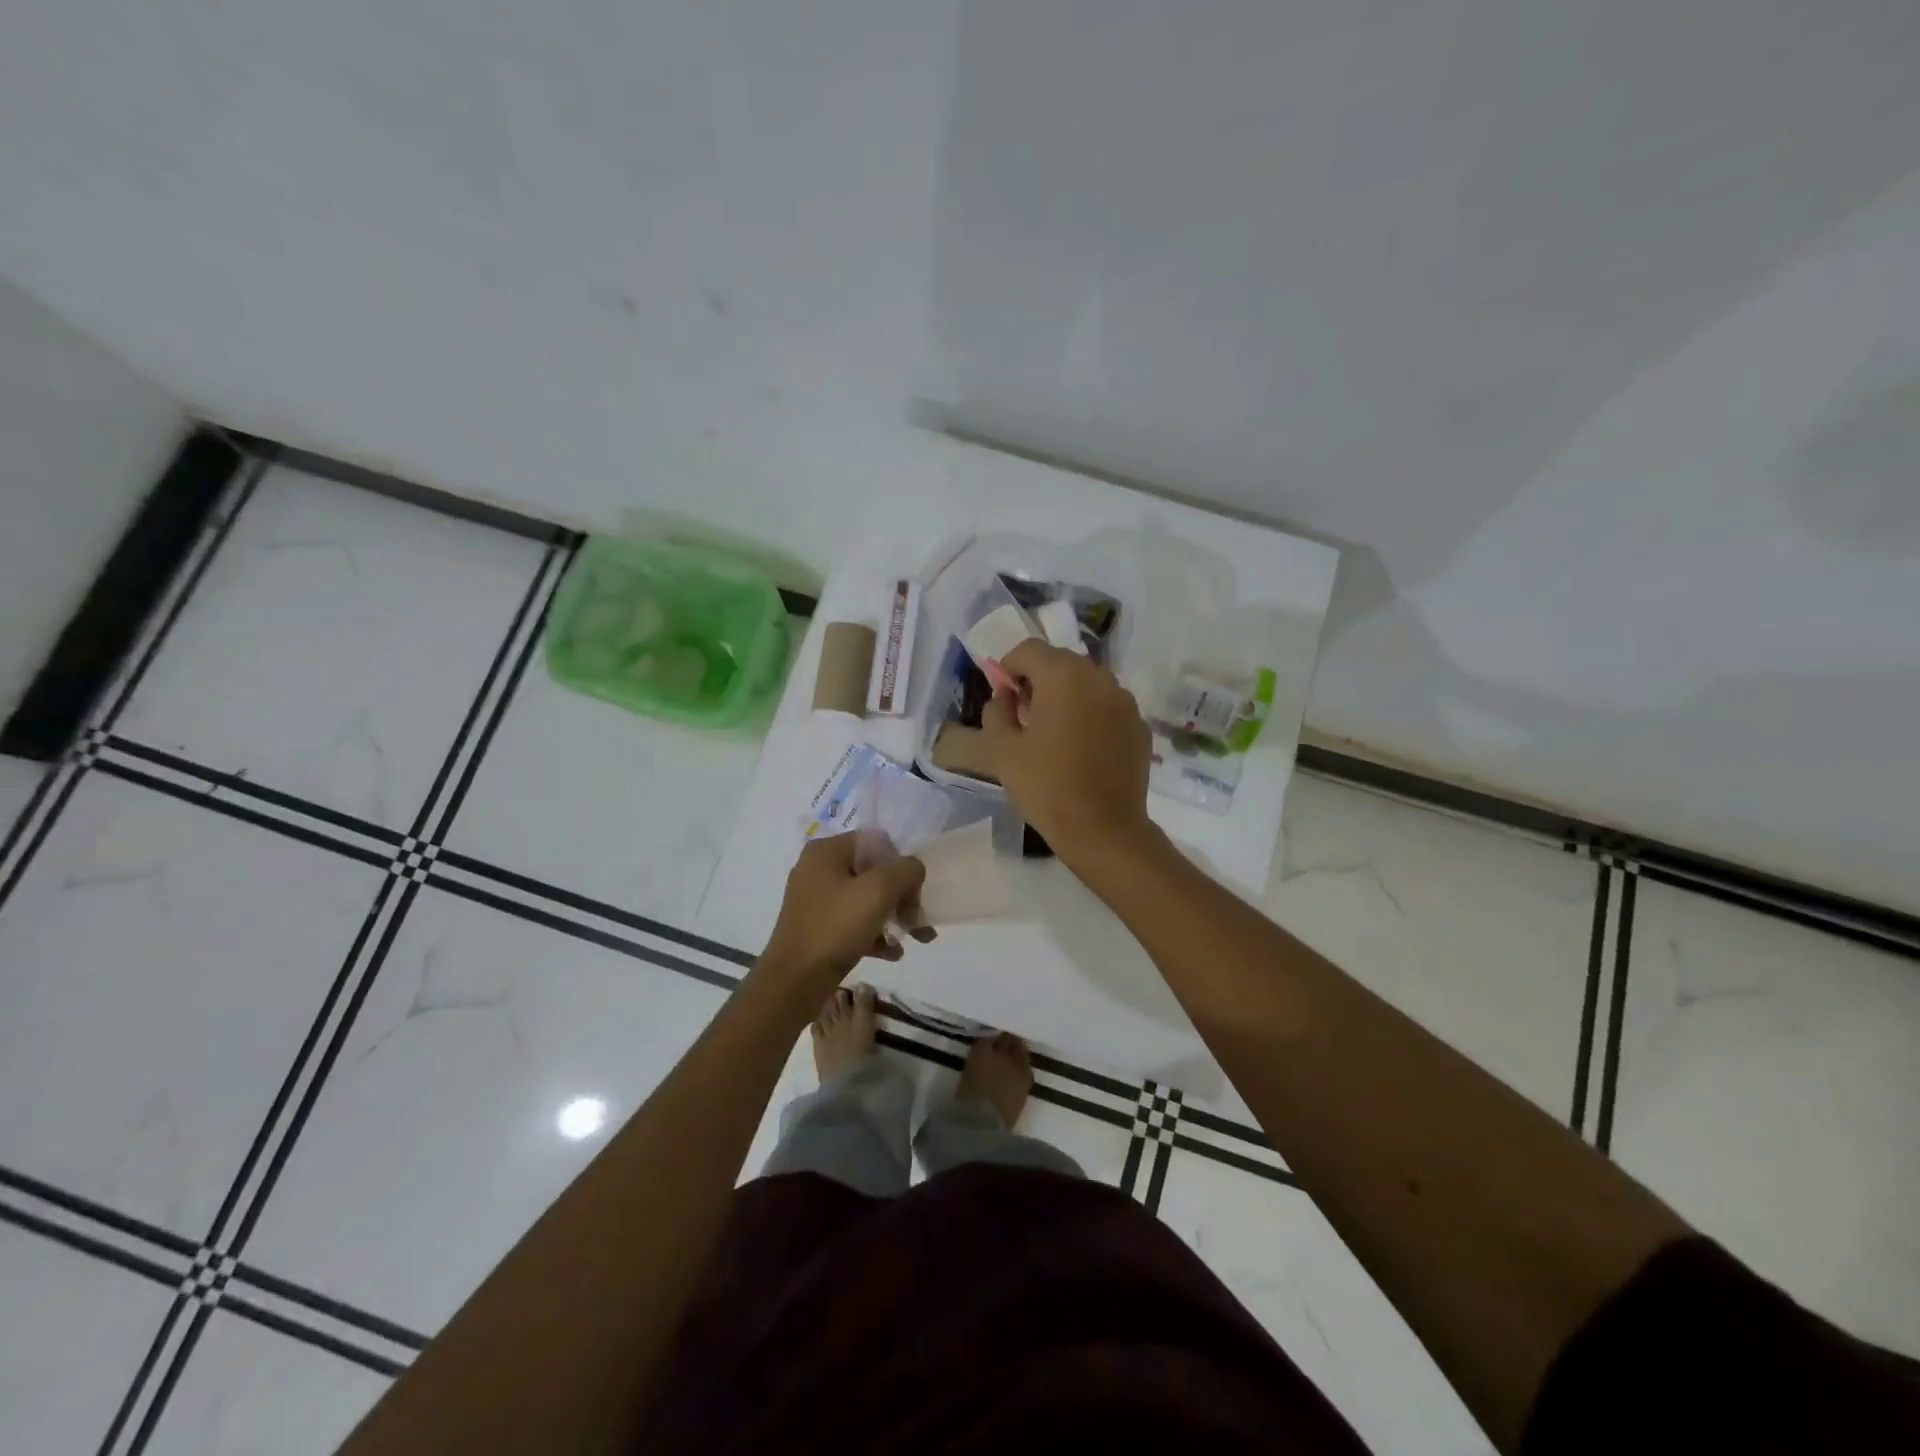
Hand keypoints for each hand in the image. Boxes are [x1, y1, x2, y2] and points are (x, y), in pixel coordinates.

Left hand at [761, 833, 932, 988]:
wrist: (794, 982)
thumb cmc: (836, 927)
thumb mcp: (879, 890)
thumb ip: (905, 870)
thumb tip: (913, 869)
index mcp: (826, 851)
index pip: (876, 842)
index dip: (900, 863)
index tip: (914, 891)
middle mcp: (817, 869)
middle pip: (873, 872)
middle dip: (902, 896)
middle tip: (919, 919)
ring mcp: (815, 900)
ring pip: (866, 899)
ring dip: (893, 916)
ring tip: (916, 938)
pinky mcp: (817, 927)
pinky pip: (853, 922)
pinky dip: (875, 933)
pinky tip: (893, 953)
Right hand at [979, 640, 1154, 868]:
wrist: (1103, 830)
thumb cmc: (1046, 786)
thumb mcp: (1000, 751)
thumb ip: (995, 713)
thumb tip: (1004, 698)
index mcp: (1064, 676)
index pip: (1028, 650)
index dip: (1008, 669)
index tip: (1003, 701)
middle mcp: (1100, 678)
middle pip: (1060, 663)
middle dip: (1037, 682)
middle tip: (1023, 720)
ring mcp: (1126, 702)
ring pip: (1086, 685)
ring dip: (1066, 699)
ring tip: (1053, 737)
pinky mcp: (1140, 727)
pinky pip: (1107, 709)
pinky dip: (1090, 718)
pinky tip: (1082, 752)